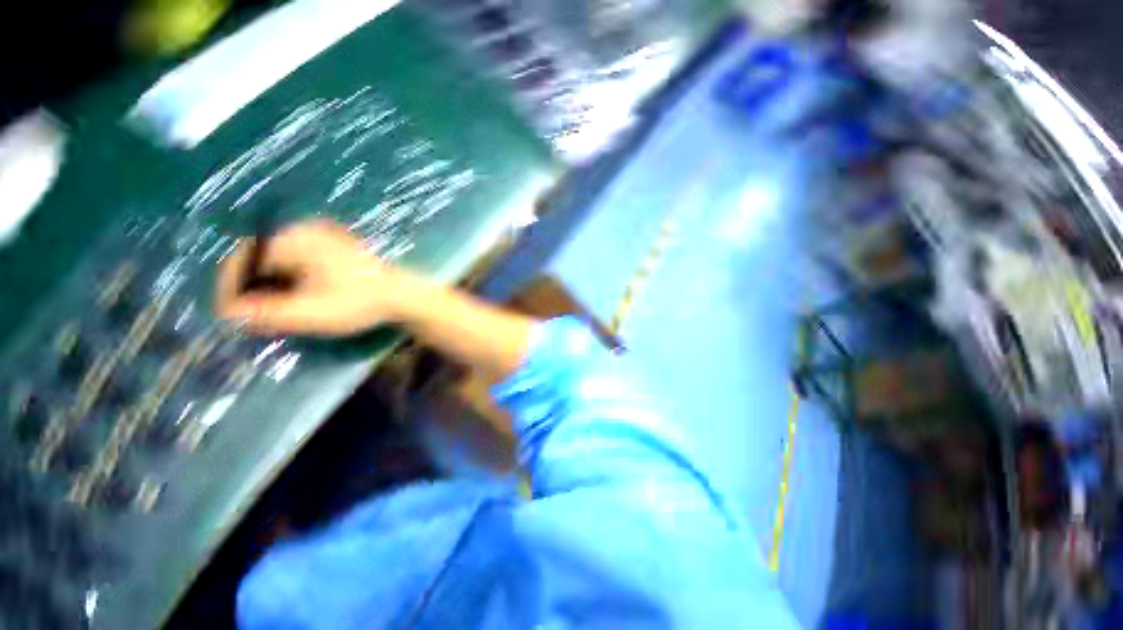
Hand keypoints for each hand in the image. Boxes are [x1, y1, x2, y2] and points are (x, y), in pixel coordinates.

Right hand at [215, 219, 414, 335]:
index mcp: (295, 240)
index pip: (244, 259)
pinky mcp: (335, 246)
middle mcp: (305, 231)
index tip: (228, 313)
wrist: (405, 295)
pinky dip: (288, 277)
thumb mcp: (310, 313)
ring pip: (278, 258)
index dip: (230, 287)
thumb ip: (266, 313)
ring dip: (268, 282)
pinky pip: (298, 258)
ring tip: (267, 308)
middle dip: (249, 286)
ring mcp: (323, 236)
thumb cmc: (360, 303)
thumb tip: (229, 314)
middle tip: (247, 313)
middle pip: (260, 257)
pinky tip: (293, 297)